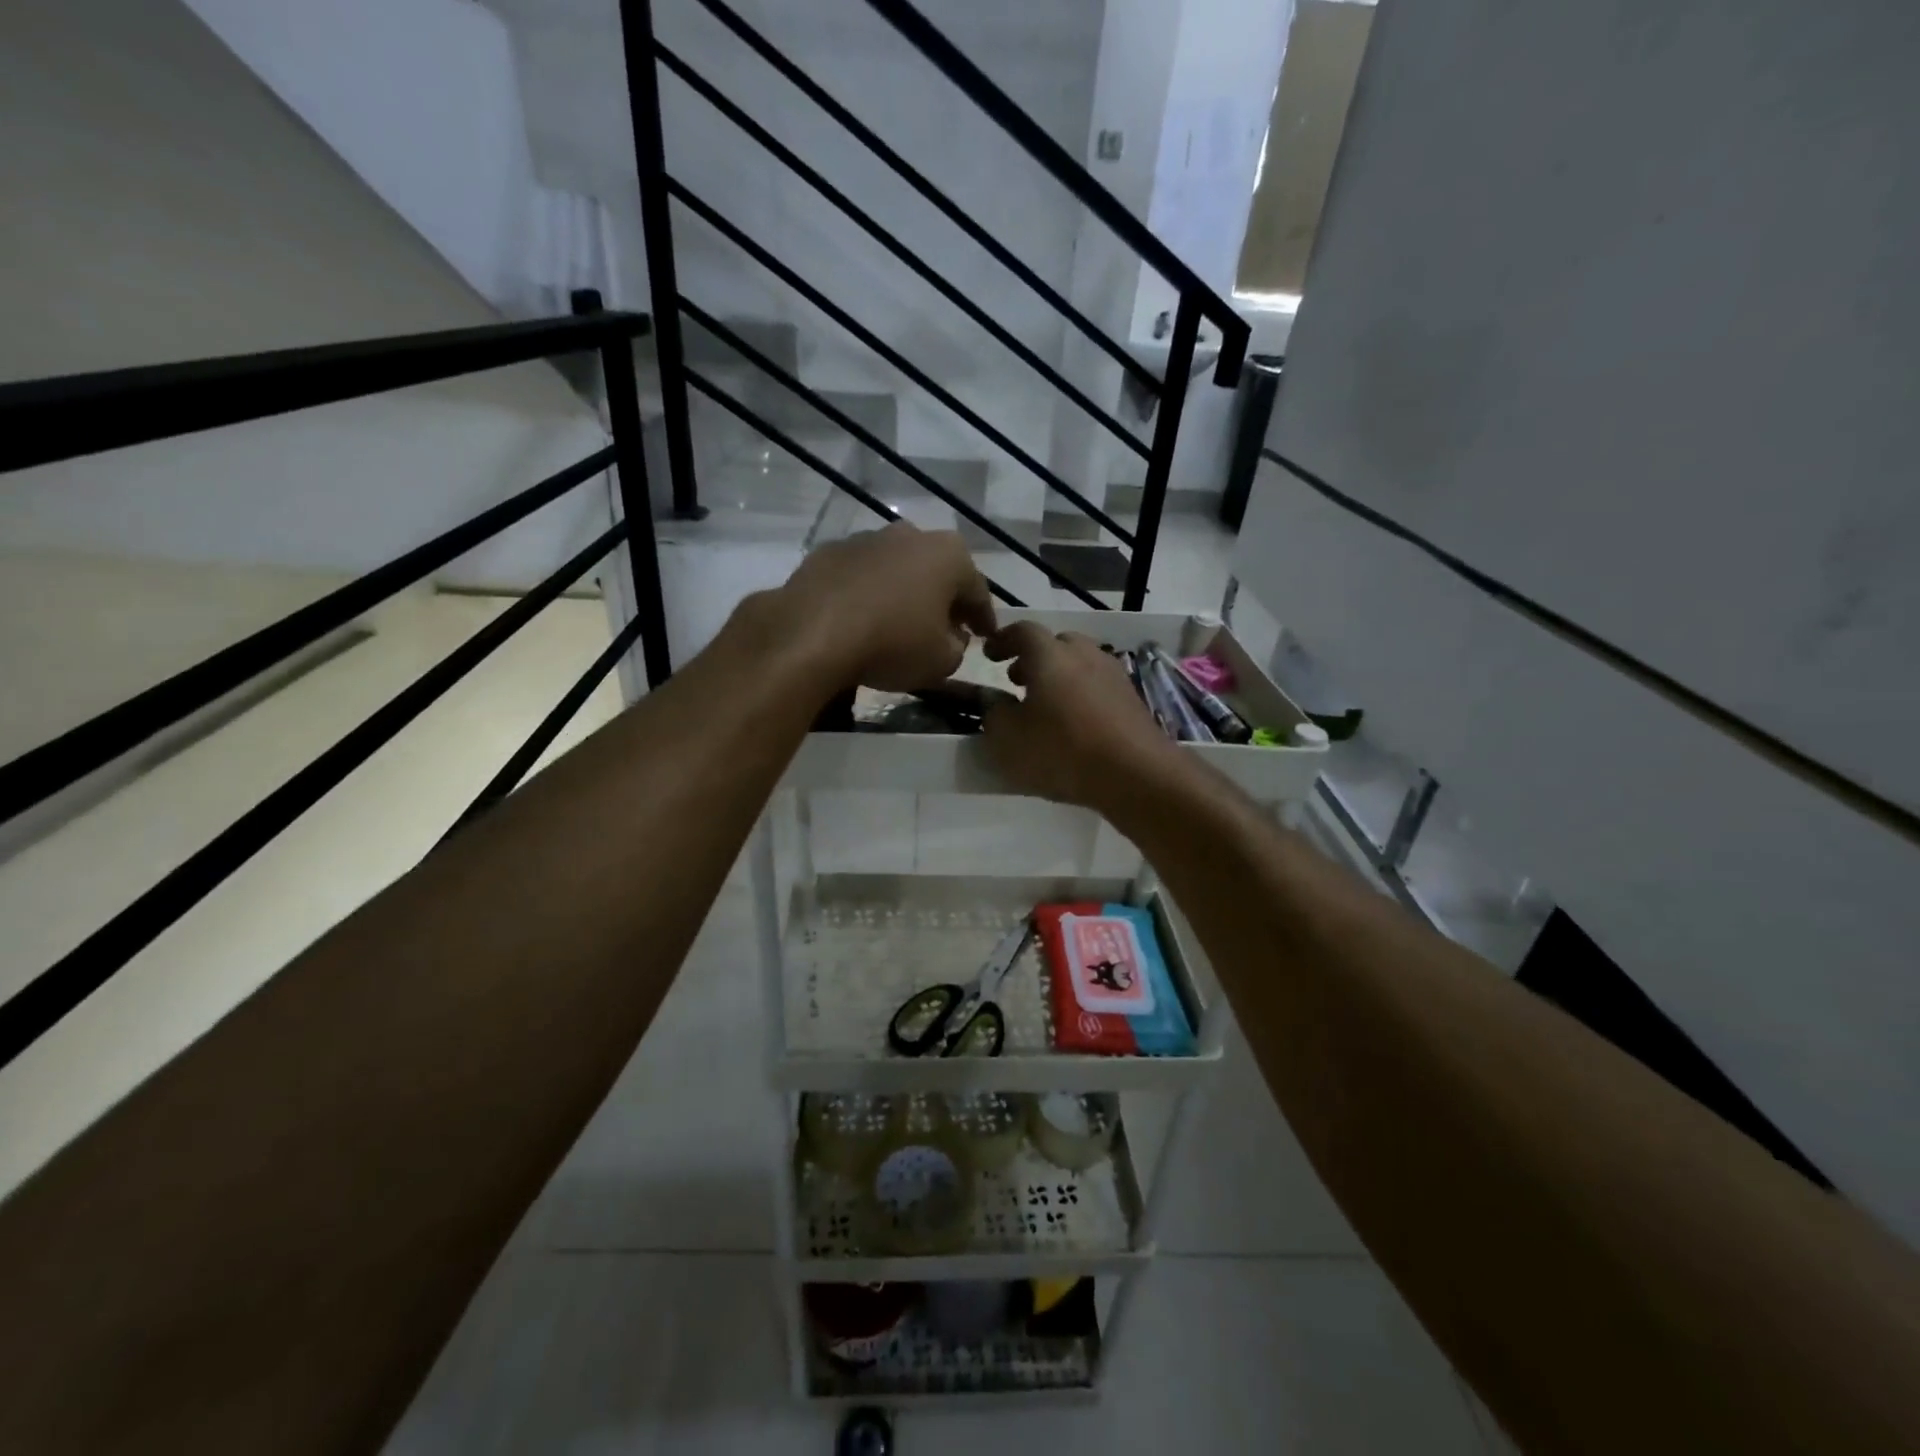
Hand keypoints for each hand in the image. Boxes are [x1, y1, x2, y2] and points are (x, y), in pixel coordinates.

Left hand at [773, 524, 995, 691]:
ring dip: (903, 592)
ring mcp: (866, 539)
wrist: (811, 633)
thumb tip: (951, 637)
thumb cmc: (892, 644)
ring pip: (897, 569)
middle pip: (936, 572)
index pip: (978, 591)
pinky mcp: (828, 552)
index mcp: (949, 555)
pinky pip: (860, 577)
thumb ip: (958, 647)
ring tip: (899, 623)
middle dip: (943, 599)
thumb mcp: (942, 662)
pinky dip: (867, 594)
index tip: (986, 637)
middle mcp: (911, 535)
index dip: (984, 618)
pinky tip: (861, 619)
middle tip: (946, 628)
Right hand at [980, 624, 1178, 808]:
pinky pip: (1098, 686)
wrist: (1135, 773)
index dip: (1003, 640)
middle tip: (1017, 681)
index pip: (1022, 631)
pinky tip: (1075, 723)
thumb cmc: (1061, 750)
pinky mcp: (1132, 699)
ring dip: (1060, 677)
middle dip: (1034, 658)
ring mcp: (1113, 674)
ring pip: (1080, 664)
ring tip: (1046, 705)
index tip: (989, 655)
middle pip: (1056, 644)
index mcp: (1049, 654)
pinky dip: (1081, 695)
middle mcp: (1084, 654)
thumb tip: (995, 701)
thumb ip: (994, 713)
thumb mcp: (1008, 738)